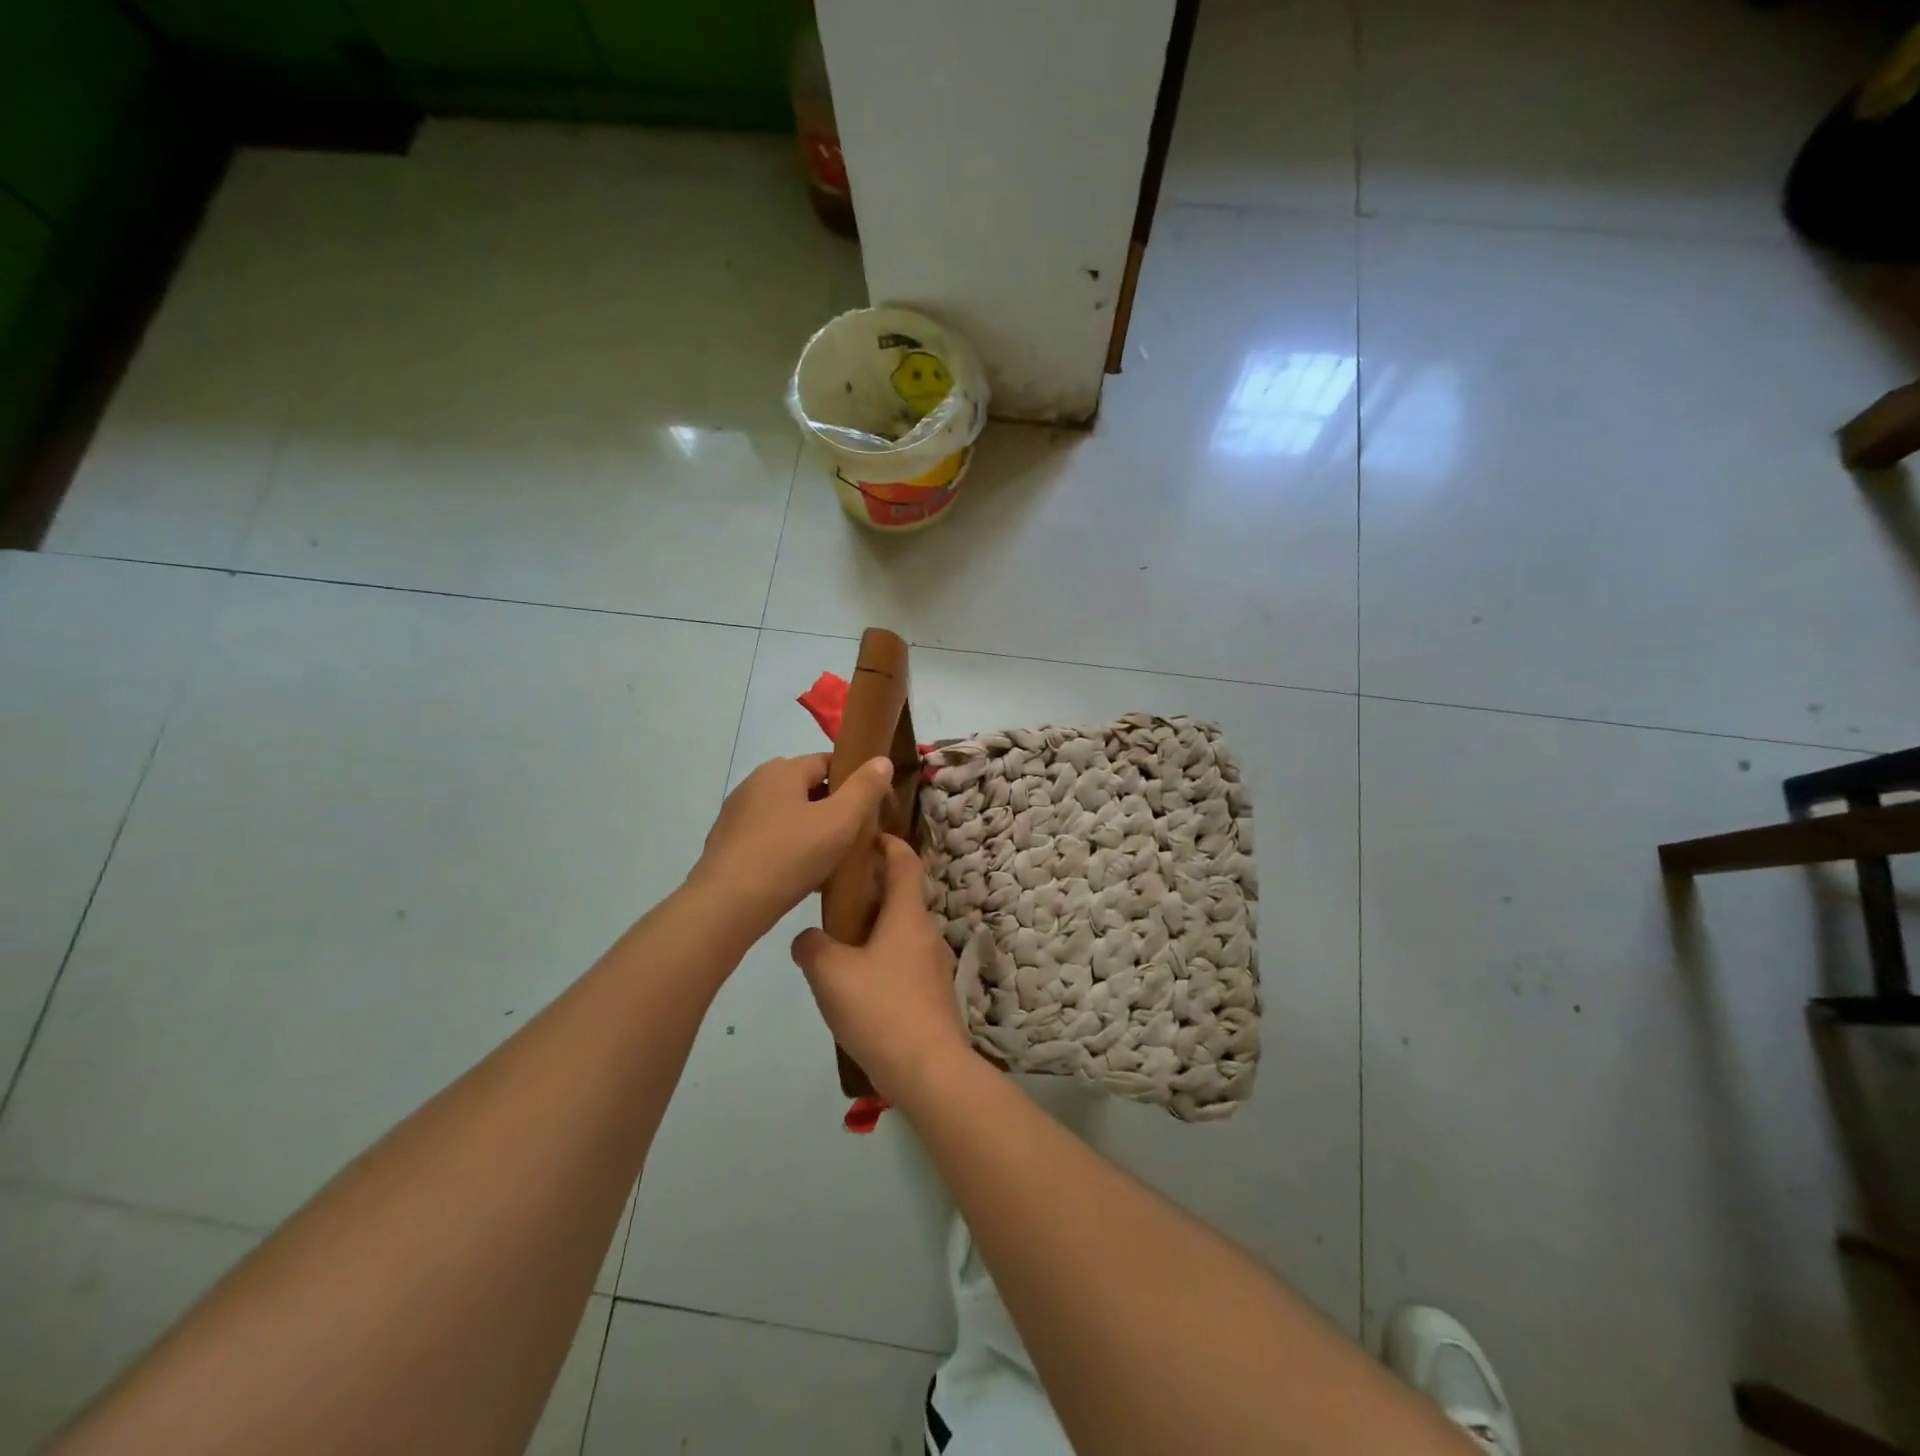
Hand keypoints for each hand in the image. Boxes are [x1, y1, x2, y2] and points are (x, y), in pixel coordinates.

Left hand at [690, 752, 894, 936]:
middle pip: (808, 788)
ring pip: (790, 815)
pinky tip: (803, 876)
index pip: (828, 762)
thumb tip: (882, 761)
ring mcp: (738, 814)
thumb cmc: (788, 857)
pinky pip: (771, 837)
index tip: (875, 808)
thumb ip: (865, 789)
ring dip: (813, 832)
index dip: (856, 781)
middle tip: (857, 837)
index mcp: (782, 770)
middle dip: (835, 809)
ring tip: (834, 861)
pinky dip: (790, 849)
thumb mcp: (839, 822)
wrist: (726, 906)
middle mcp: (756, 783)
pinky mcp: (728, 843)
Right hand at [790, 835, 970, 1106]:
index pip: (905, 862)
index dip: (888, 843)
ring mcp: (934, 965)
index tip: (866, 837)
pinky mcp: (933, 994)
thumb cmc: (881, 1009)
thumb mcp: (831, 973)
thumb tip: (807, 939)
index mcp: (908, 915)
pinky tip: (856, 985)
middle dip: (872, 889)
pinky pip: (904, 961)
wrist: (929, 1070)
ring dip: (875, 927)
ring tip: (838, 942)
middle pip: (902, 896)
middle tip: (834, 896)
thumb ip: (812, 947)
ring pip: (902, 931)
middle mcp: (927, 932)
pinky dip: (882, 958)